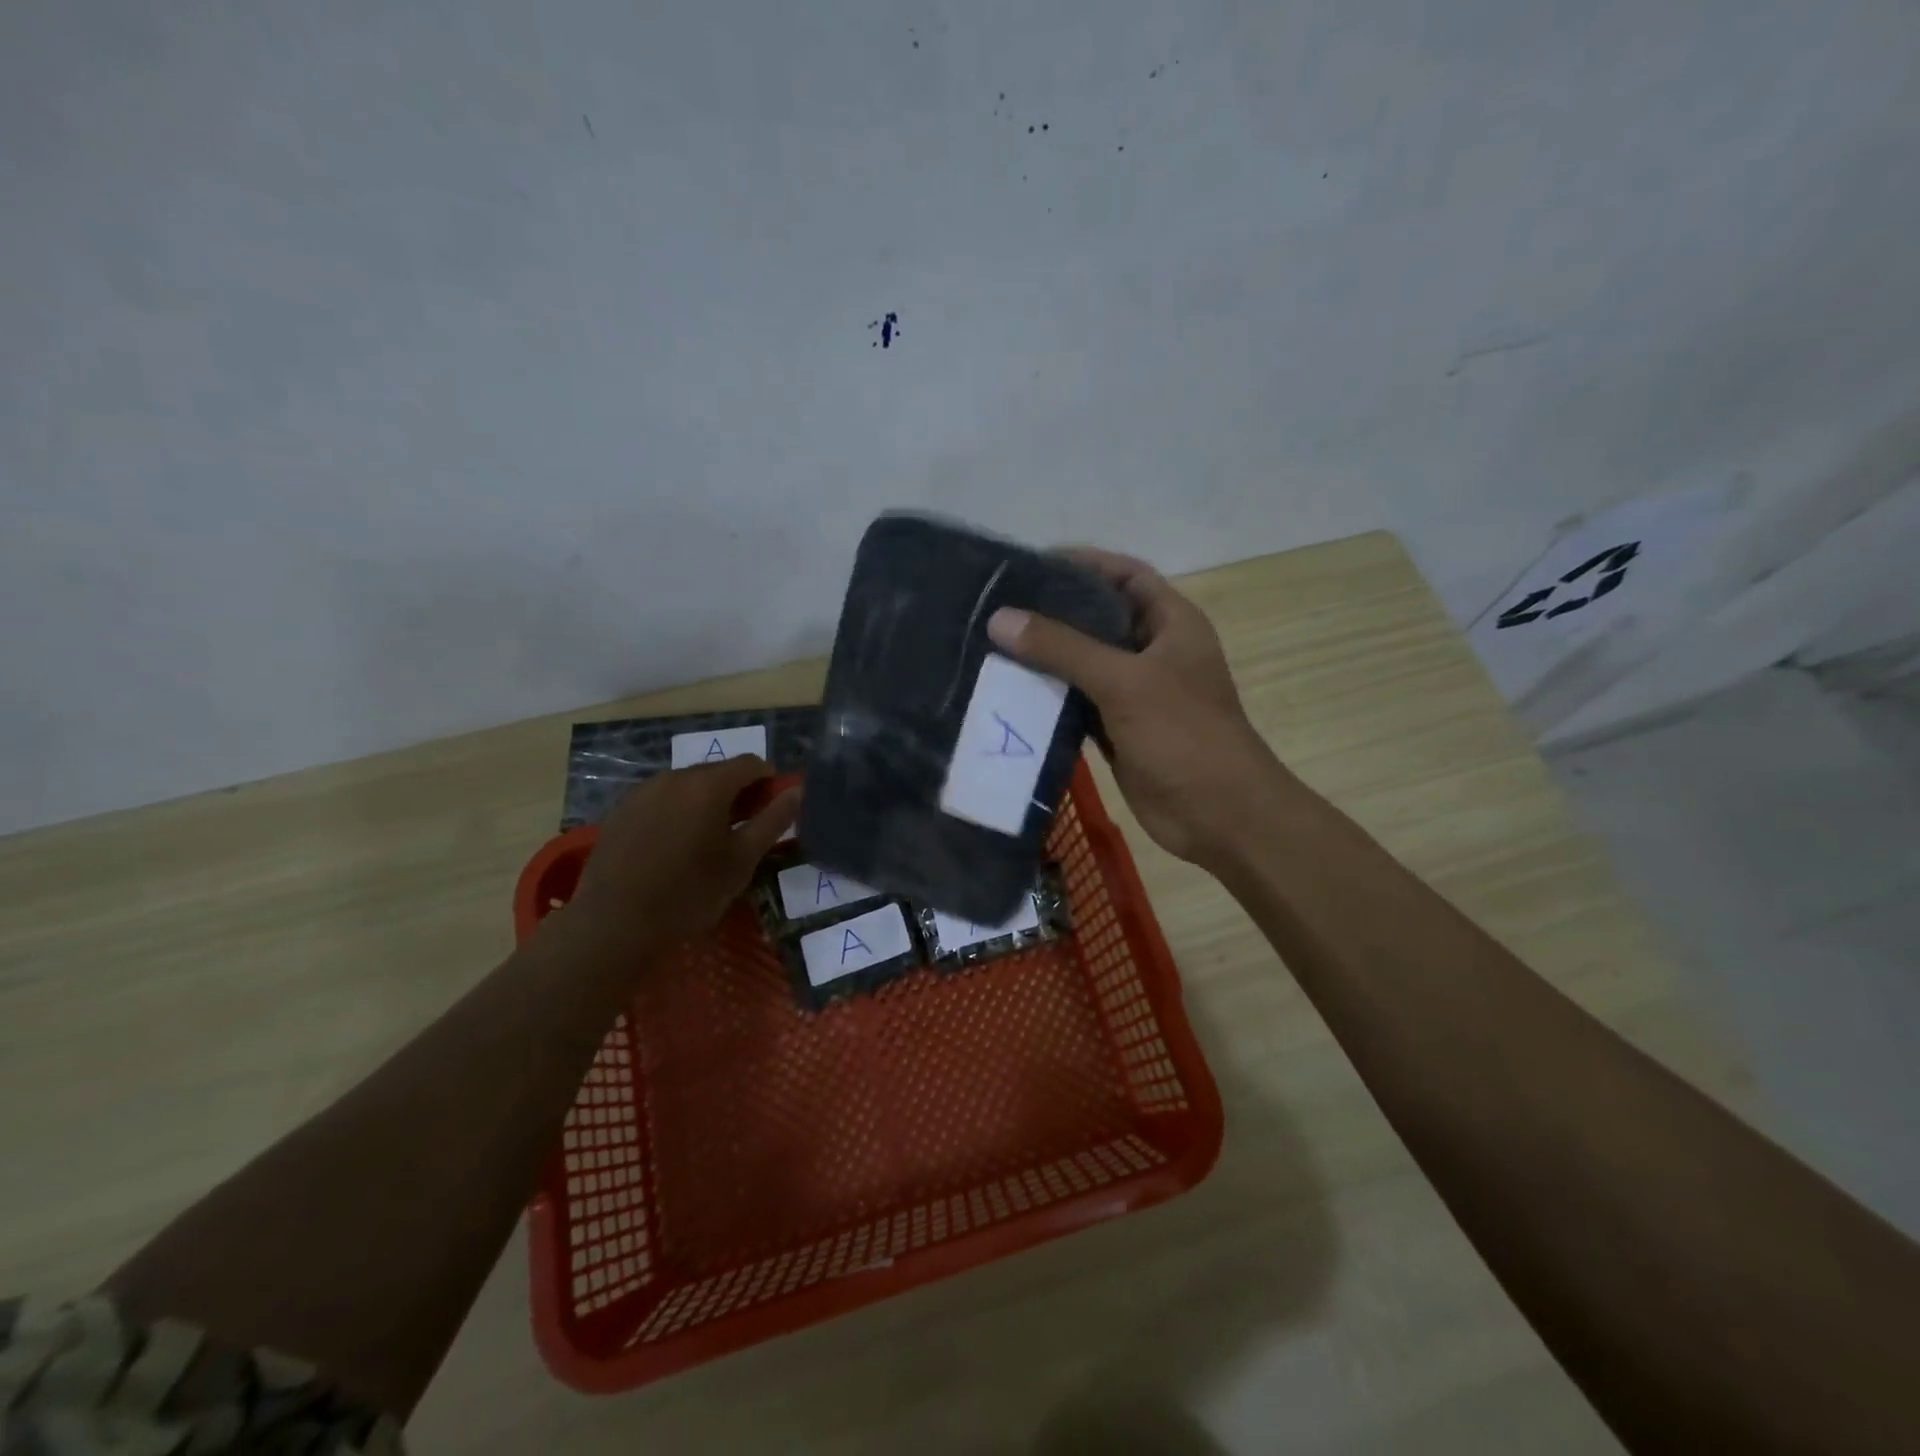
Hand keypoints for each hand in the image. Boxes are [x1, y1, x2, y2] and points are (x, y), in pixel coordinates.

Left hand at [567, 756, 799, 954]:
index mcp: (708, 784)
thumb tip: (796, 791)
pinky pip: (662, 800)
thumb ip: (773, 820)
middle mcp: (674, 777)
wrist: (613, 925)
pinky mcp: (621, 811)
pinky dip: (678, 813)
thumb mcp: (742, 861)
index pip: (751, 763)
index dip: (769, 782)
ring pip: (688, 786)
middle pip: (718, 772)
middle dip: (738, 794)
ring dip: (706, 803)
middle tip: (744, 832)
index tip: (771, 813)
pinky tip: (673, 849)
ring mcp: (642, 792)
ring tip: (708, 843)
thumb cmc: (689, 893)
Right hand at [988, 548, 1282, 869]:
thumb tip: (1001, 619)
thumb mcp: (1124, 681)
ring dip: (1046, 657)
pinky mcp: (1118, 729)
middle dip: (1053, 612)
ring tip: (992, 644)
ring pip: (1083, 664)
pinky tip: (1009, 691)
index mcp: (1171, 624)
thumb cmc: (1183, 735)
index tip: (1030, 563)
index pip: (1125, 575)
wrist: (1218, 815)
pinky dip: (1049, 697)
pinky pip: (1077, 703)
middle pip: (1098, 618)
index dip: (1083, 563)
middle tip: (998, 606)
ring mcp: (1135, 693)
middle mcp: (1153, 652)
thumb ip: (1063, 648)